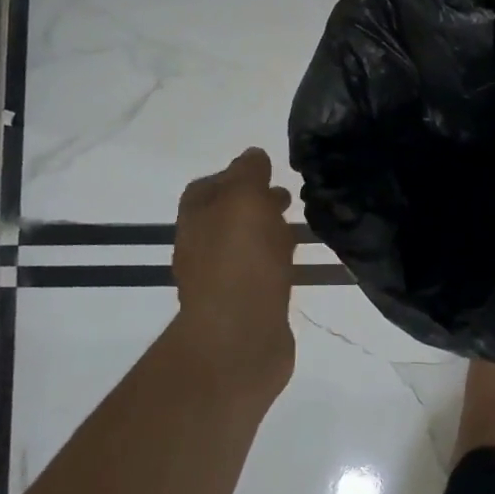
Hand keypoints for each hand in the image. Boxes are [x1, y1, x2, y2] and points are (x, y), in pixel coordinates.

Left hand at [170, 148, 297, 396]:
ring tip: (298, 228)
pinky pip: (259, 274)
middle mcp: (201, 247)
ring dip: (267, 233)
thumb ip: (248, 174)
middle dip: (255, 204)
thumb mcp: (244, 200)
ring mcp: (220, 280)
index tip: (267, 173)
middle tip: (288, 199)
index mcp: (195, 218)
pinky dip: (274, 262)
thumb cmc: (240, 261)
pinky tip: (294, 264)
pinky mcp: (243, 307)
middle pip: (226, 217)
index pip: (208, 187)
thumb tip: (253, 155)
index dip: (236, 176)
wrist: (239, 338)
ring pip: (244, 246)